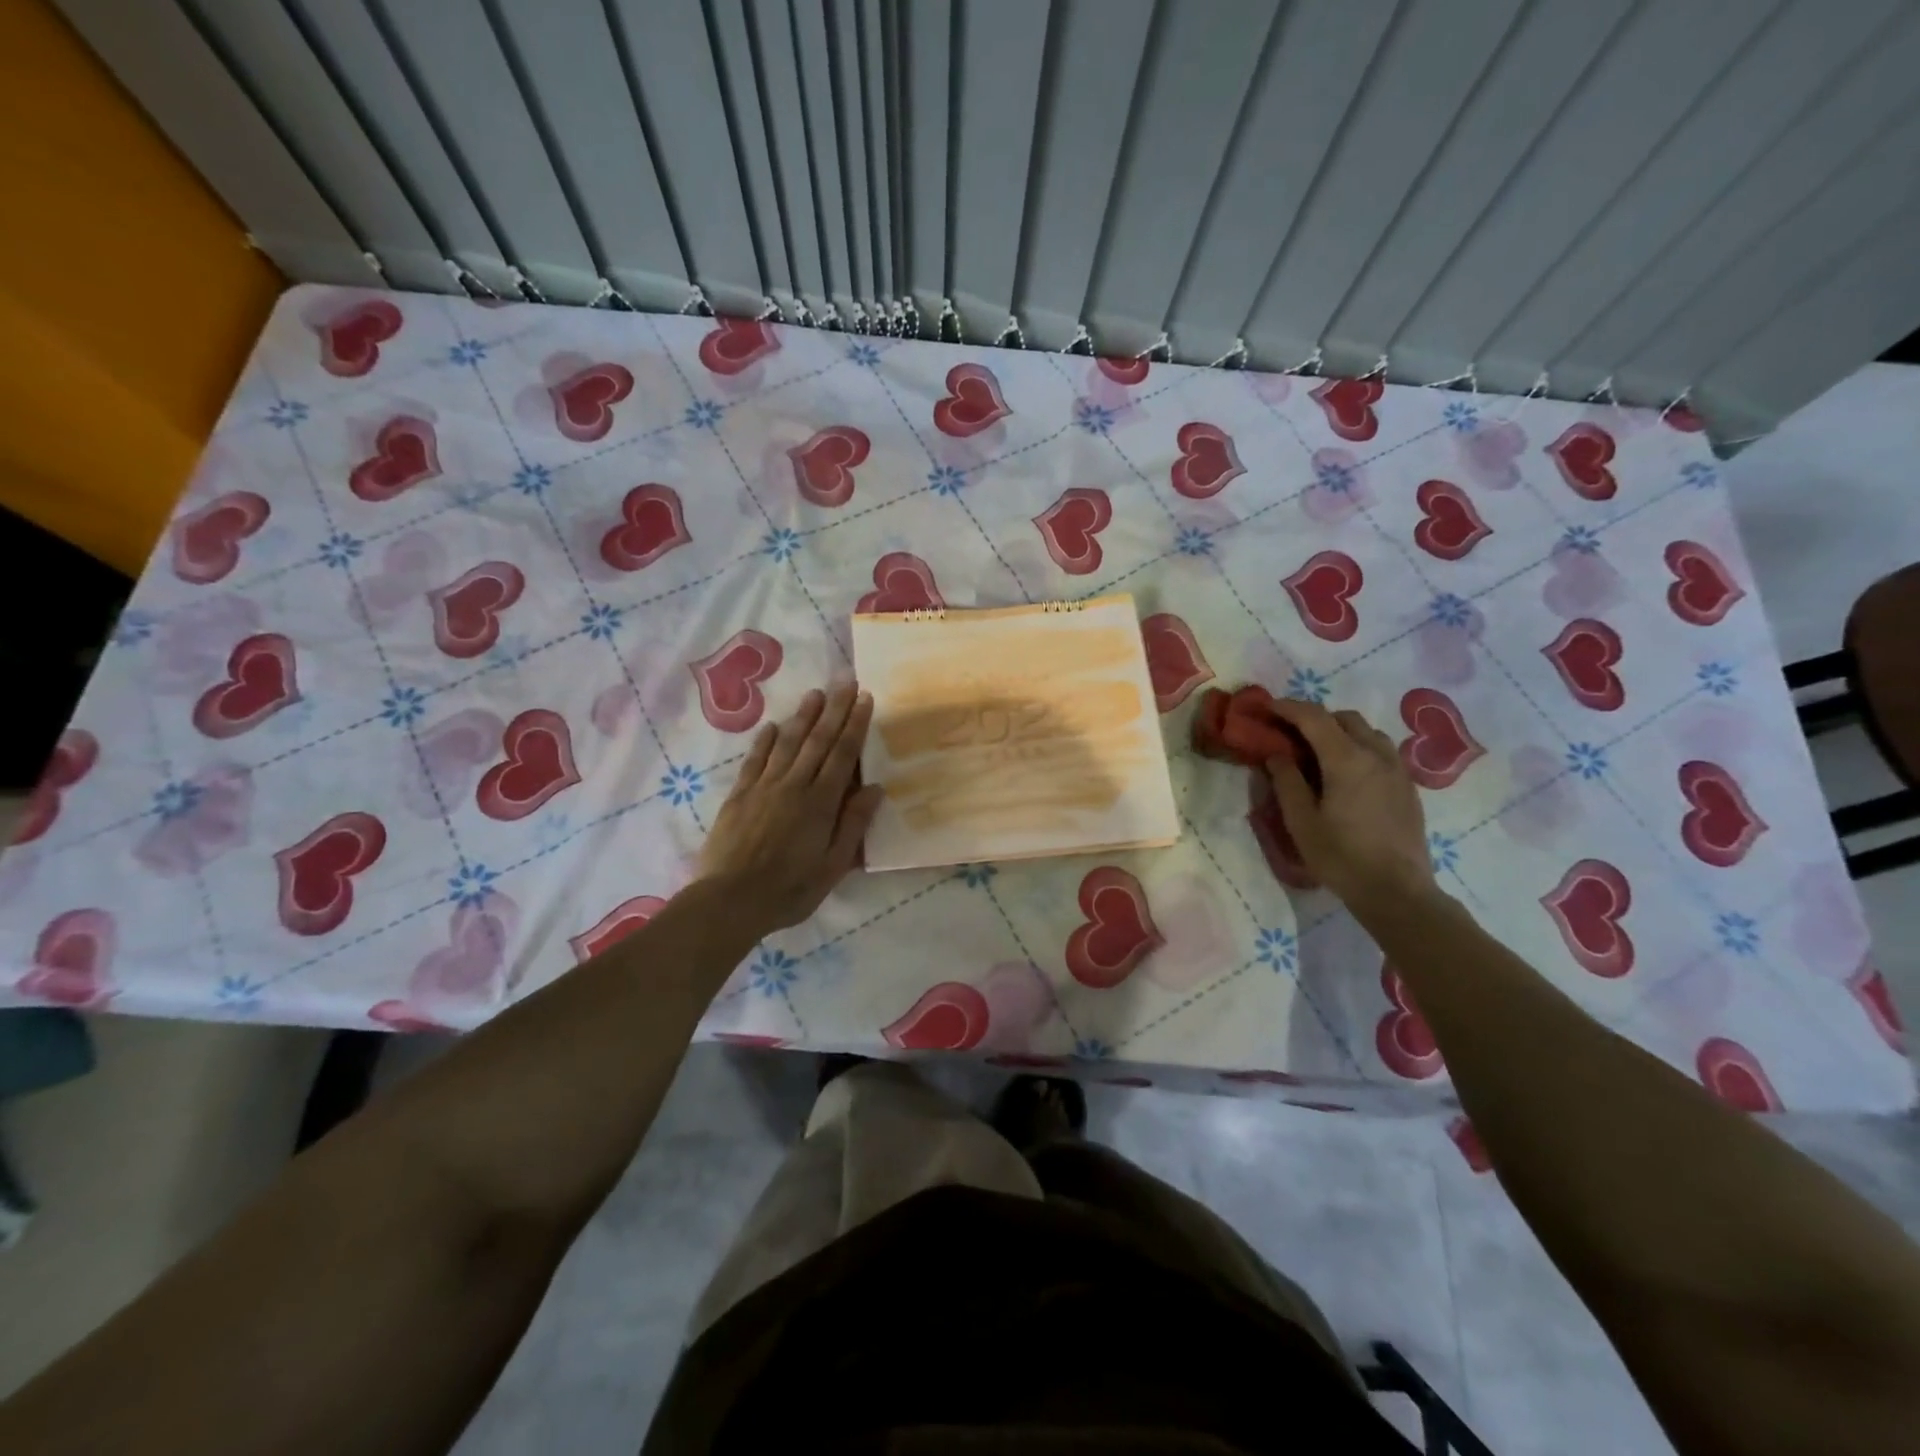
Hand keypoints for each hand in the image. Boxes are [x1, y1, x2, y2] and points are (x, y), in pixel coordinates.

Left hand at [697, 684, 884, 934]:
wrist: (729, 901)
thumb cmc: (789, 890)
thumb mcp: (832, 867)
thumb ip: (852, 825)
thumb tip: (873, 788)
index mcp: (820, 803)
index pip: (842, 754)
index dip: (855, 725)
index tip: (865, 699)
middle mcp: (793, 785)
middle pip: (817, 740)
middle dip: (834, 710)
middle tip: (845, 682)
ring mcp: (763, 787)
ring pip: (787, 743)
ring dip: (803, 716)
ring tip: (816, 694)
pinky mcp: (739, 795)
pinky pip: (755, 759)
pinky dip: (765, 740)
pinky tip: (772, 726)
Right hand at [1265, 699, 1434, 912]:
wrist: (1396, 891)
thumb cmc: (1341, 857)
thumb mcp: (1300, 821)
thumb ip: (1286, 781)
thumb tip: (1277, 754)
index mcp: (1346, 759)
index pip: (1313, 717)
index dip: (1287, 708)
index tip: (1265, 708)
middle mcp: (1376, 754)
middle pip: (1344, 717)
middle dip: (1314, 717)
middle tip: (1289, 733)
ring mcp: (1397, 769)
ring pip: (1367, 732)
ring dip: (1339, 731)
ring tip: (1318, 751)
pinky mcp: (1408, 786)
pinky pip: (1381, 750)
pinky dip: (1358, 747)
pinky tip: (1346, 772)